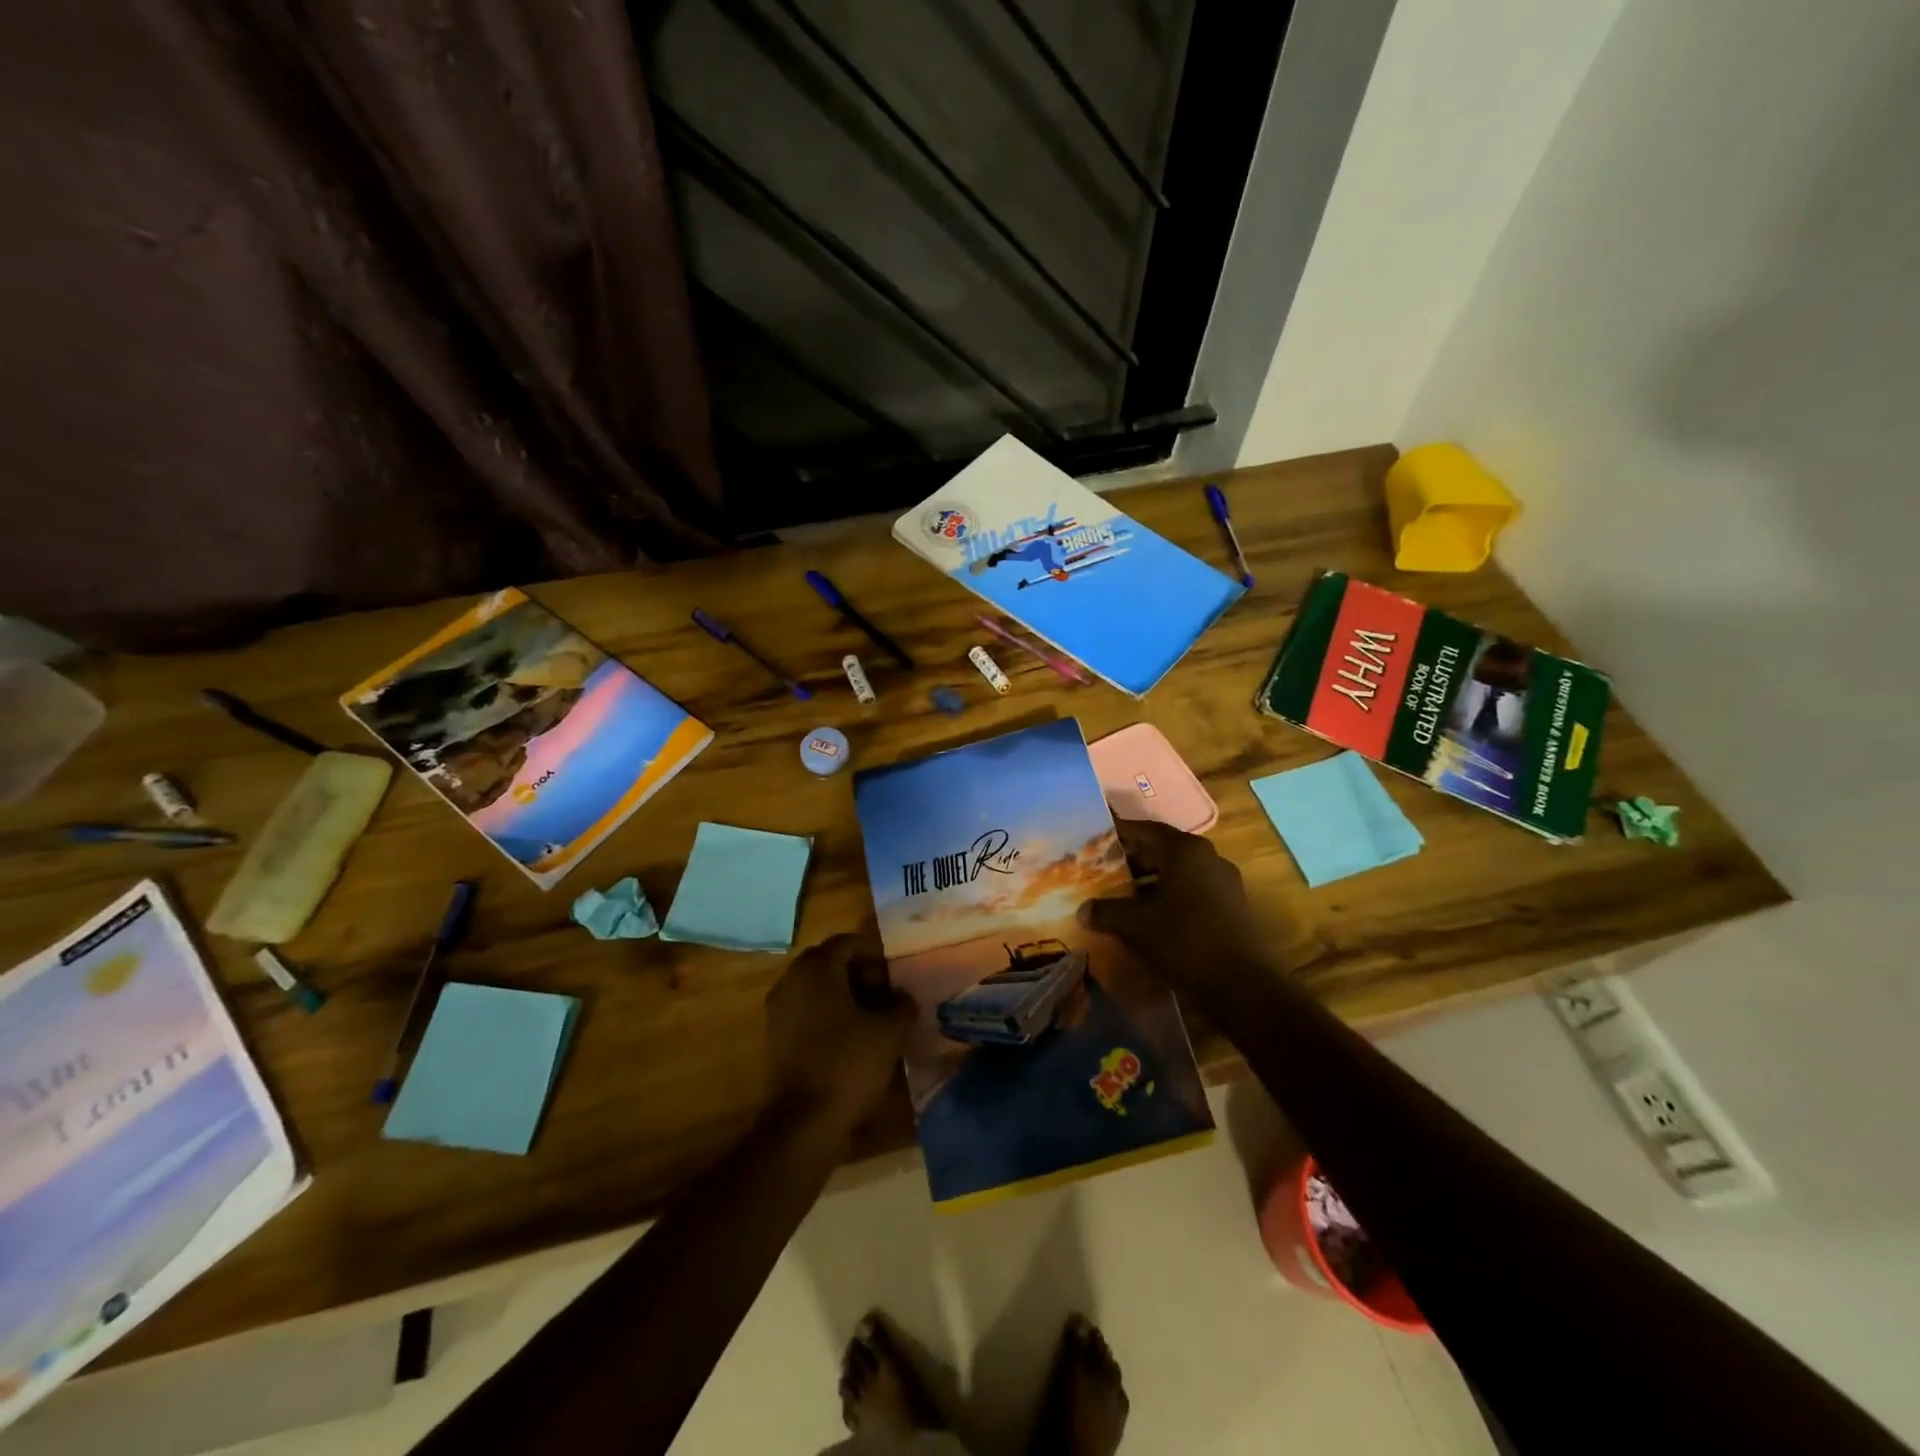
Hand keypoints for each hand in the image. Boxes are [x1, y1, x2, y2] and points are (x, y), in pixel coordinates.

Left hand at [765, 934, 914, 1131]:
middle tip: (888, 992)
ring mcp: (779, 1009)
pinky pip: (807, 1010)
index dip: (875, 953)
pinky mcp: (776, 1037)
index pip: (847, 942)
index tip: (897, 971)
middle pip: (830, 962)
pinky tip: (854, 1036)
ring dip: (847, 994)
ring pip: (818, 987)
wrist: (804, 1122)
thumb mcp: (889, 1031)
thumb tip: (903, 996)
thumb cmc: (848, 1064)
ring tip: (876, 1016)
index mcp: (815, 969)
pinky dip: (830, 1013)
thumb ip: (902, 1004)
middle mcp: (791, 981)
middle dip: (861, 973)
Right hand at [1079, 819, 1281, 1012]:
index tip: (1094, 838)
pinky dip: (1168, 895)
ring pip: (1177, 871)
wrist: (1243, 986)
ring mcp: (1223, 882)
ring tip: (1120, 894)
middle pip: (1162, 849)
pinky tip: (1149, 916)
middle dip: (1131, 859)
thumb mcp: (1136, 926)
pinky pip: (1192, 890)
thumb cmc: (1185, 942)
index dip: (1118, 833)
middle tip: (1101, 868)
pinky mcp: (1231, 906)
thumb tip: (1083, 909)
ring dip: (1150, 880)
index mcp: (1185, 850)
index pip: (1144, 830)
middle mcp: (1207, 857)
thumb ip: (1106, 911)